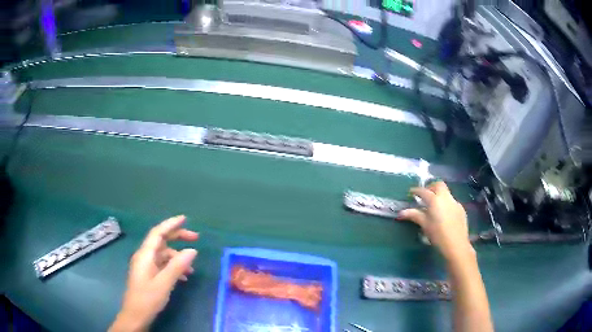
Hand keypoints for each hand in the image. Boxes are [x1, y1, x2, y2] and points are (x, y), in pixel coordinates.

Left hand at [109, 215, 198, 331]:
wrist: (136, 315)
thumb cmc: (147, 298)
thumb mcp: (164, 283)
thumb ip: (177, 266)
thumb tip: (192, 250)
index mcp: (145, 254)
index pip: (158, 233)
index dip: (171, 224)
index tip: (185, 219)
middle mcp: (145, 256)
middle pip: (161, 241)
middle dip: (177, 237)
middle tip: (195, 238)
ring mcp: (146, 265)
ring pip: (163, 254)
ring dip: (178, 257)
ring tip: (192, 267)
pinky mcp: (148, 274)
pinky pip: (162, 265)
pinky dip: (174, 267)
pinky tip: (183, 277)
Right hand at [398, 182, 473, 262]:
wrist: (456, 244)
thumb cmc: (438, 235)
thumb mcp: (424, 225)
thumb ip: (414, 215)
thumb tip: (401, 212)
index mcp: (435, 200)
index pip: (424, 191)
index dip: (416, 191)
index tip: (411, 193)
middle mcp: (446, 197)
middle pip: (438, 185)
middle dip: (431, 187)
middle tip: (425, 195)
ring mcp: (455, 202)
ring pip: (446, 193)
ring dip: (439, 195)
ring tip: (434, 206)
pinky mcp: (461, 209)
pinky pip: (452, 202)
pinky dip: (446, 204)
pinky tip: (444, 215)